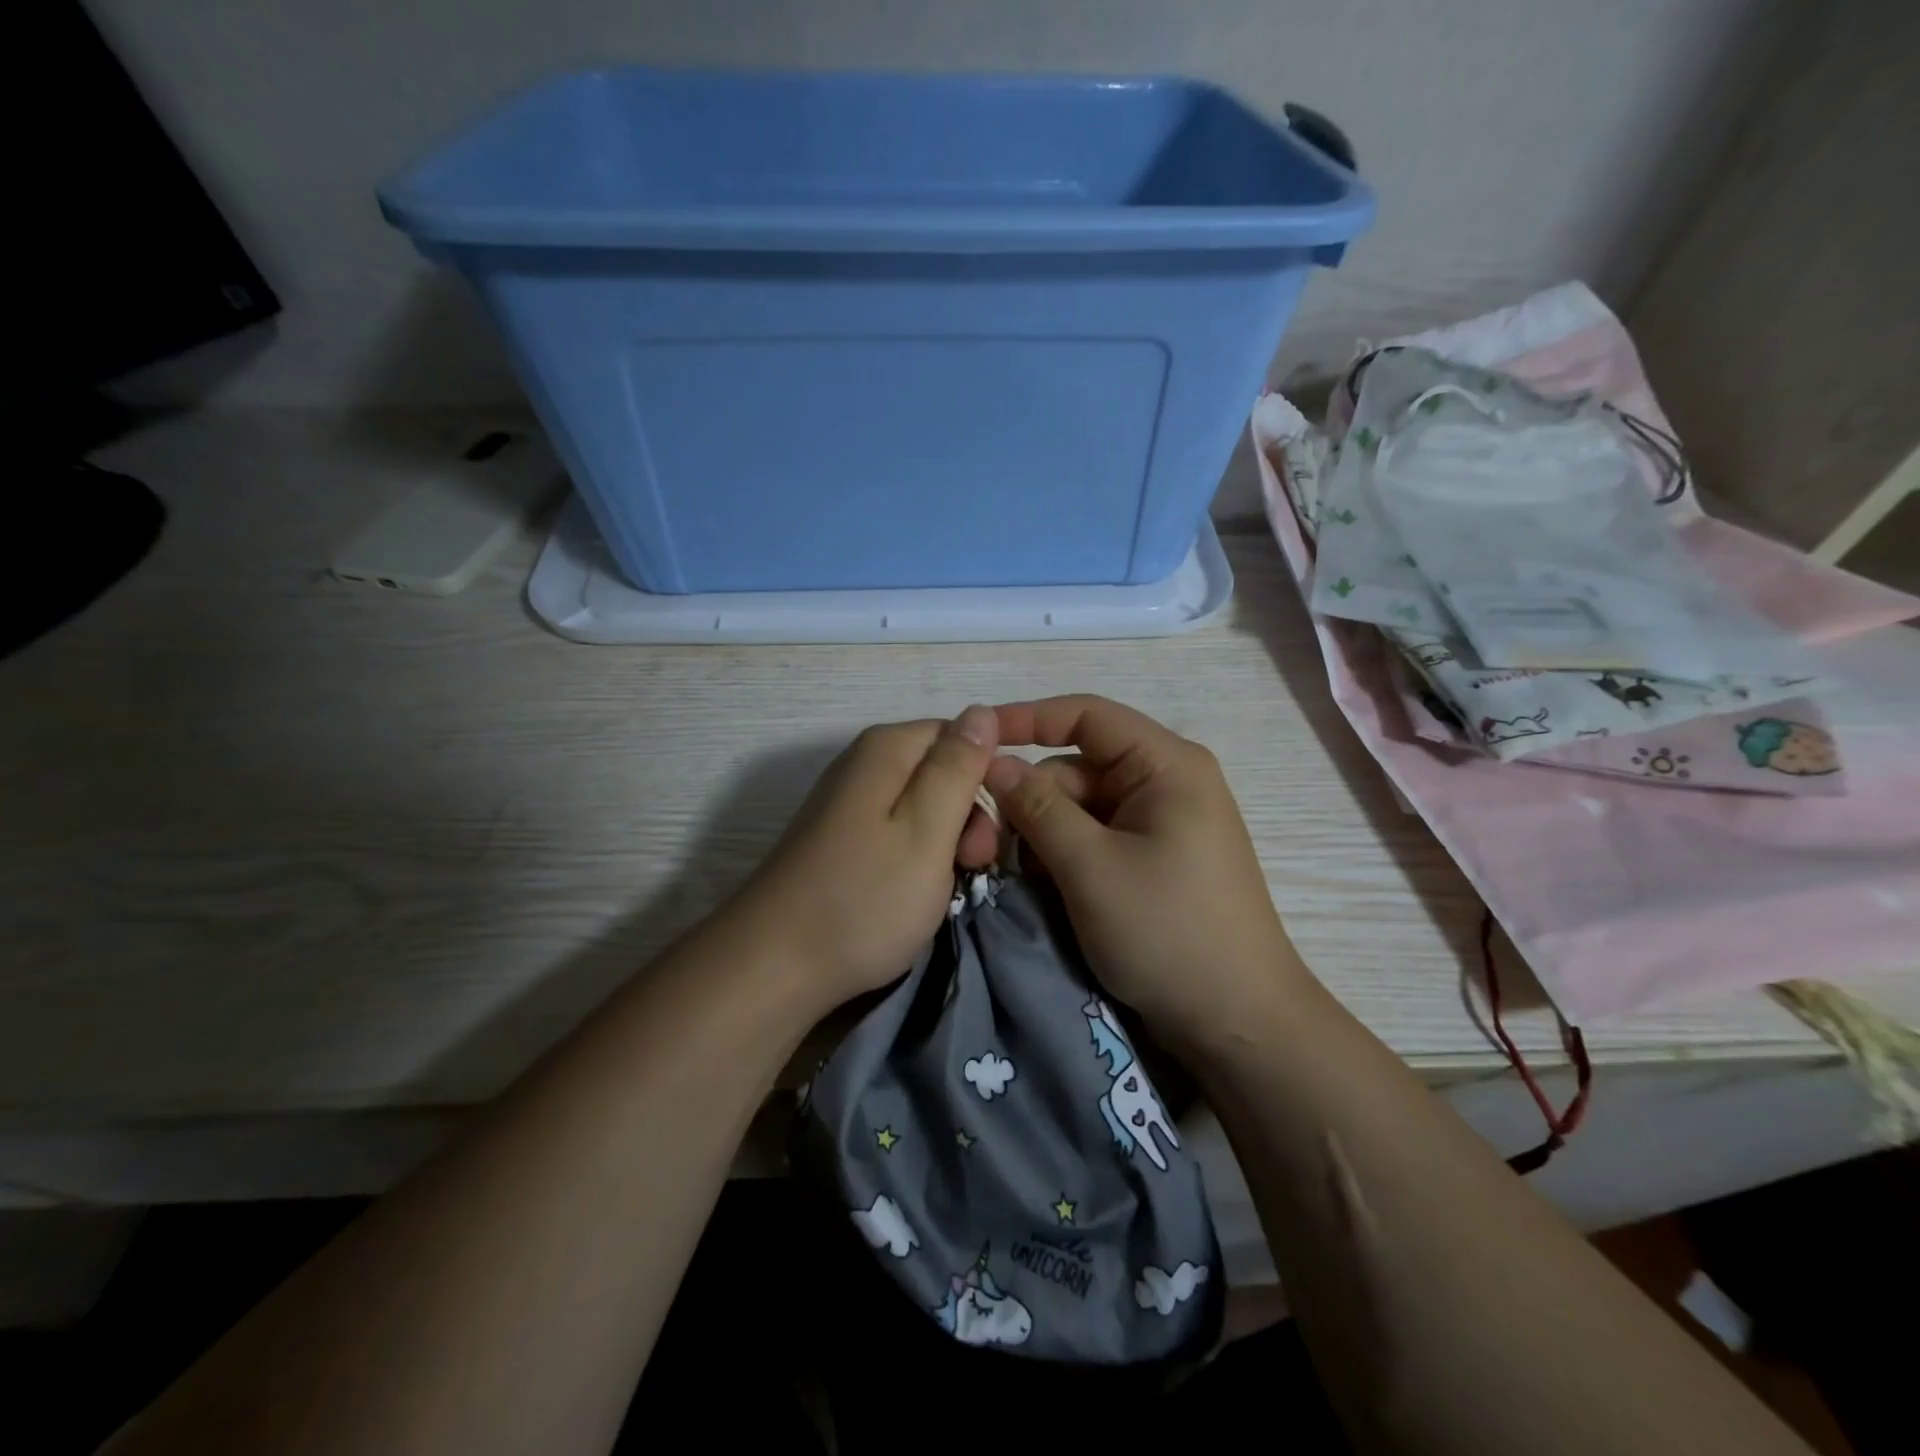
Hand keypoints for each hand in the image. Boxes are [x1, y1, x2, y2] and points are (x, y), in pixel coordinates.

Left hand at [731, 707, 1001, 1017]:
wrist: (775, 965)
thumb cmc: (864, 898)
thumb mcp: (927, 830)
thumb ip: (957, 767)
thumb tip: (982, 711)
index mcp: (888, 749)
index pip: (963, 733)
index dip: (990, 772)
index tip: (1001, 820)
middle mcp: (864, 764)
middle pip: (942, 770)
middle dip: (970, 813)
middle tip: (974, 865)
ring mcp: (849, 803)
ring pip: (925, 805)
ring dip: (948, 841)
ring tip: (946, 886)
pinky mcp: (841, 838)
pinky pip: (899, 831)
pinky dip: (920, 857)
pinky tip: (917, 891)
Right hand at [985, 695, 1307, 1053]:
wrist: (1238, 1023)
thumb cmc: (1168, 933)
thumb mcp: (1091, 868)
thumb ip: (1037, 808)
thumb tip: (993, 762)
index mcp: (1165, 765)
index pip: (1085, 715)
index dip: (1026, 719)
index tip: (974, 740)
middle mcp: (1165, 782)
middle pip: (1076, 767)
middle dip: (1031, 799)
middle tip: (989, 844)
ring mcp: (1160, 823)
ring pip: (1080, 807)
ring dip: (1043, 835)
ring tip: (1020, 876)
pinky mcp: (1153, 858)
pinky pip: (1095, 838)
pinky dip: (1065, 856)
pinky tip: (1047, 889)